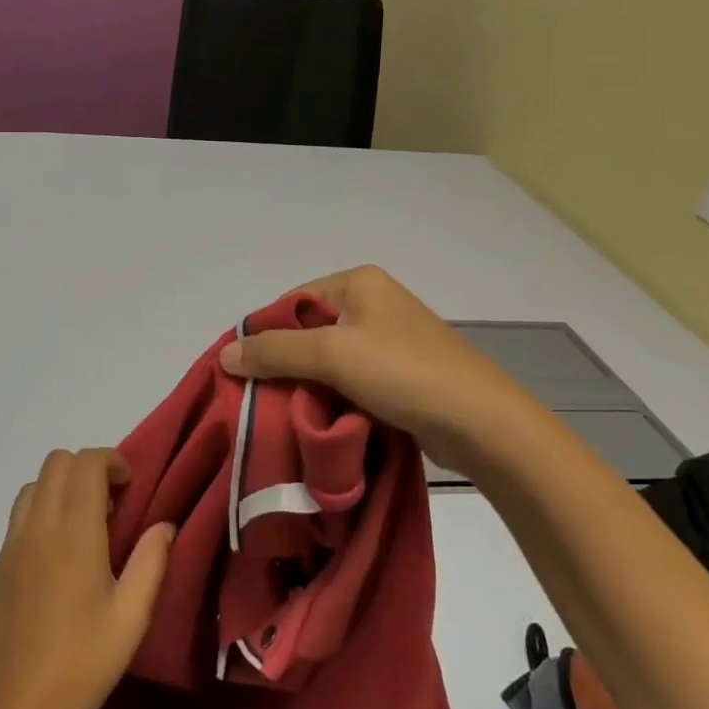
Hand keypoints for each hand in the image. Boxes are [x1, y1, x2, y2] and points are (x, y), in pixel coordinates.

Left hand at [0, 449, 174, 708]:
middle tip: (109, 506)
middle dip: (86, 469)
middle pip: (56, 462)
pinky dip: (41, 516)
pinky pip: (19, 518)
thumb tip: (164, 525)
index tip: (129, 488)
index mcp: (73, 532)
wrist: (17, 708)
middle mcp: (37, 526)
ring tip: (82, 528)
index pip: (85, 462)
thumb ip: (151, 561)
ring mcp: (10, 544)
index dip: (110, 461)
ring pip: (33, 486)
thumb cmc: (84, 663)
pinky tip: (56, 560)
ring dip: (60, 489)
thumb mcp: (131, 616)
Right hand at [218, 265, 568, 479]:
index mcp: (357, 282)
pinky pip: (349, 379)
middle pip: (307, 331)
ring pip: (326, 359)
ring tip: (285, 413)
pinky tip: (319, 419)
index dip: (263, 335)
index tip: (243, 372)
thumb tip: (225, 355)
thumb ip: (274, 352)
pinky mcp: (399, 373)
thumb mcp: (330, 355)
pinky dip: (332, 397)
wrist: (483, 425)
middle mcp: (372, 303)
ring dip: (307, 385)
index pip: (290, 302)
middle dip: (284, 363)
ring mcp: (388, 339)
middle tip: (259, 397)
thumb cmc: (404, 373)